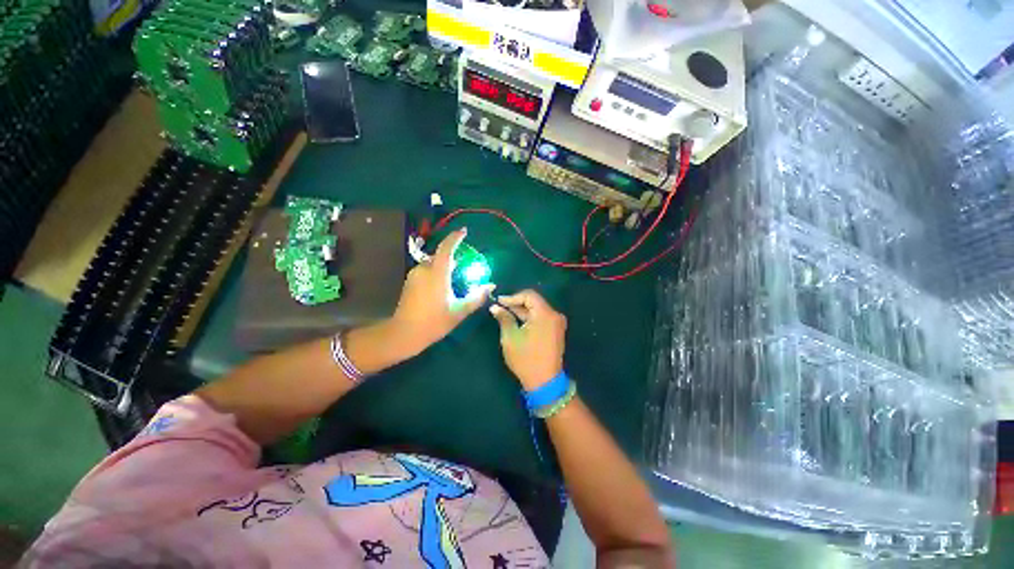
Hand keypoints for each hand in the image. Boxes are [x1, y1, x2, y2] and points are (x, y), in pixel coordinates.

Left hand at [390, 229, 493, 355]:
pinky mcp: (409, 281)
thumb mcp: (459, 311)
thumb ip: (476, 297)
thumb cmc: (434, 322)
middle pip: (440, 256)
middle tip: (463, 266)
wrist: (404, 333)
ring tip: (453, 279)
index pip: (446, 248)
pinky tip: (441, 287)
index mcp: (437, 273)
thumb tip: (491, 286)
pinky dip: (435, 273)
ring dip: (443, 266)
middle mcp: (424, 269)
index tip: (464, 231)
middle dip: (452, 257)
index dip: (455, 238)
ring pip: (432, 264)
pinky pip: (426, 270)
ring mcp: (414, 275)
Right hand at [490, 289, 566, 390]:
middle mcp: (554, 315)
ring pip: (537, 310)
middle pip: (534, 302)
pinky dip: (530, 318)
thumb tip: (495, 307)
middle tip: (500, 307)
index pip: (529, 295)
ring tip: (506, 314)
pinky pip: (542, 318)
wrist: (545, 381)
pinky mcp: (556, 331)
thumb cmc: (526, 358)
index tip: (499, 301)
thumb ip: (504, 318)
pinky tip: (517, 321)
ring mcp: (557, 323)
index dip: (512, 297)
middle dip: (517, 303)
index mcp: (545, 314)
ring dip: (522, 311)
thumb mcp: (510, 337)